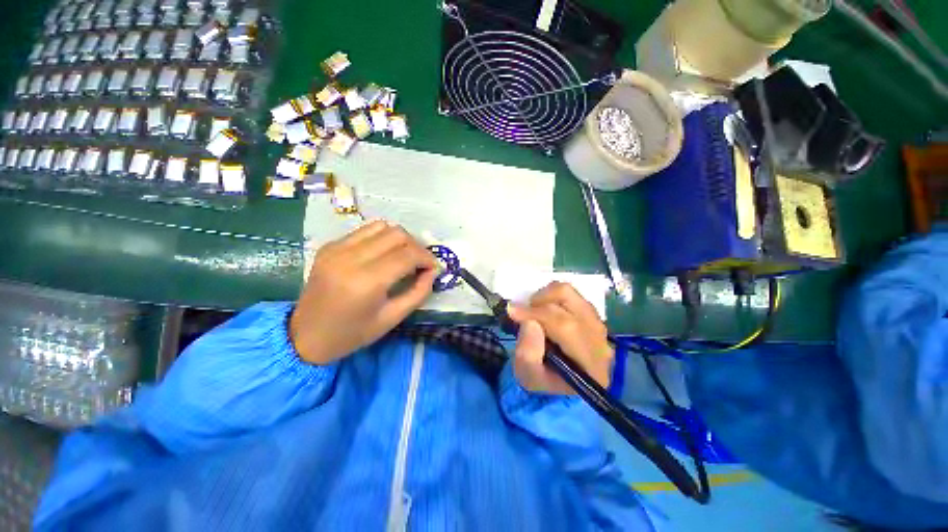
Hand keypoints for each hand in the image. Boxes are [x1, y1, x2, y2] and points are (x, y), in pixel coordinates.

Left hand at [290, 221, 436, 364]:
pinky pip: (365, 231)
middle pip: (397, 234)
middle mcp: (350, 258)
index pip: (407, 254)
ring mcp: (337, 248)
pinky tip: (384, 254)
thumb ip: (418, 292)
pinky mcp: (330, 246)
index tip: (434, 268)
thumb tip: (433, 271)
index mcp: (366, 282)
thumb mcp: (393, 318)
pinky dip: (382, 238)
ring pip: (382, 227)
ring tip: (404, 256)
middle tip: (420, 263)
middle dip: (416, 246)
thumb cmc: (352, 333)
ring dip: (400, 239)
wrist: (305, 336)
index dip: (427, 258)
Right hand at [507, 282, 612, 394]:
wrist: (560, 381)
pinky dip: (550, 297)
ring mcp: (598, 322)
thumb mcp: (528, 376)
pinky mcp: (591, 312)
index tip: (512, 311)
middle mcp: (600, 339)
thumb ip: (527, 353)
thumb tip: (529, 321)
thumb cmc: (544, 381)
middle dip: (538, 303)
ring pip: (568, 292)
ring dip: (544, 297)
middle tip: (522, 314)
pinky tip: (544, 311)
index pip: (566, 326)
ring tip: (533, 312)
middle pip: (568, 302)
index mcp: (590, 364)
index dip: (536, 313)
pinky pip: (569, 293)